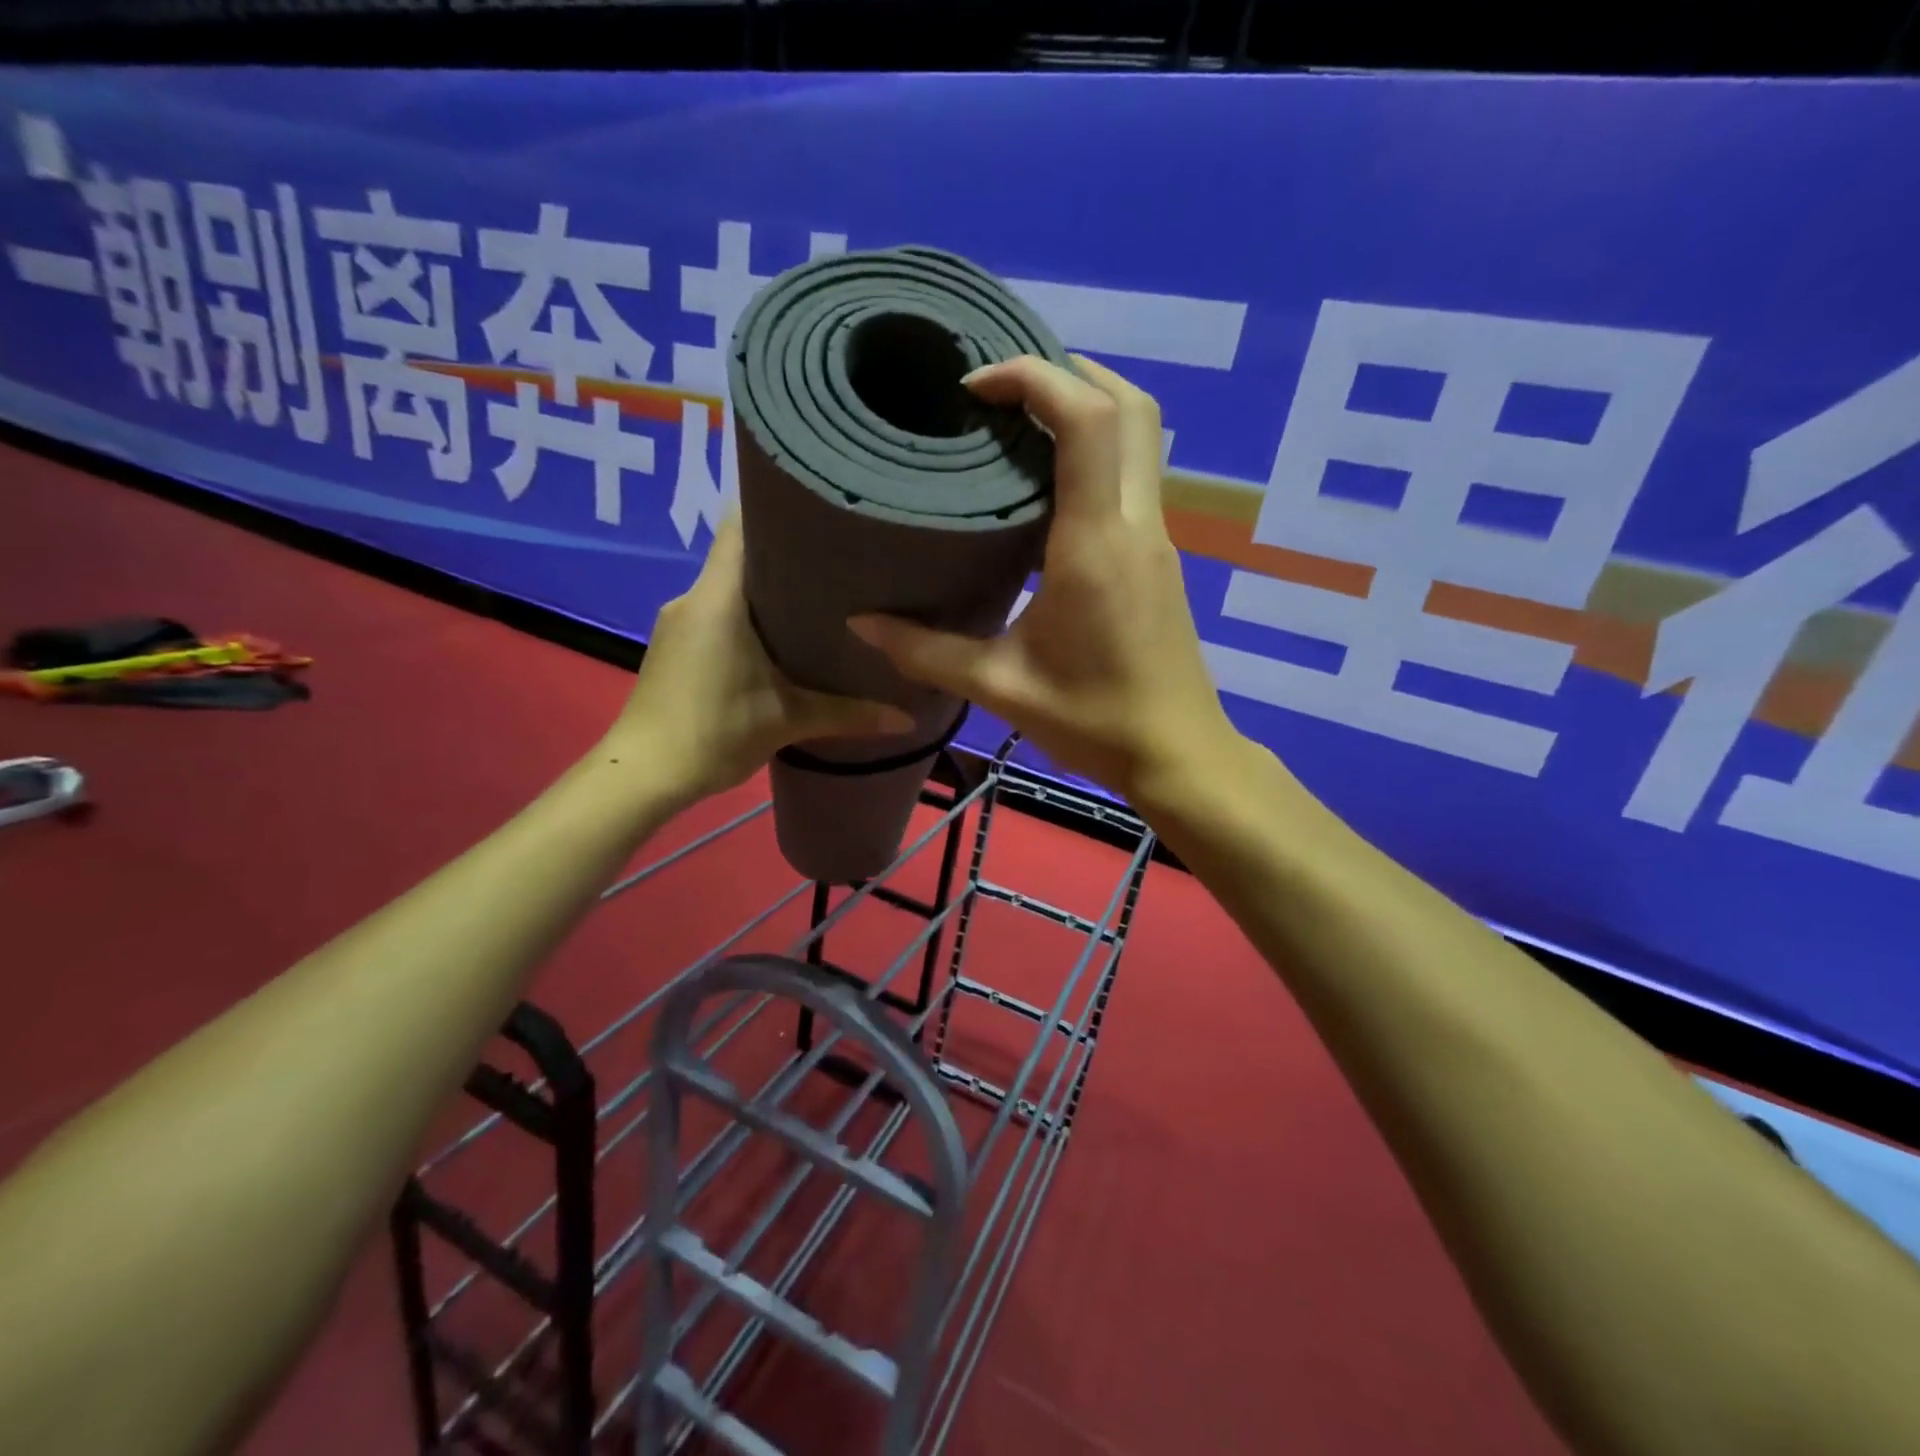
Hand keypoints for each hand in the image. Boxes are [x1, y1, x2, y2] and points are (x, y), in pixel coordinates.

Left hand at [607, 515, 912, 806]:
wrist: (644, 773)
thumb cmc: (714, 733)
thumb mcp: (788, 721)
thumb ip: (849, 714)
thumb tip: (909, 719)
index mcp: (718, 598)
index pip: (741, 524)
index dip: (778, 507)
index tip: (822, 510)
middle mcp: (694, 596)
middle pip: (741, 552)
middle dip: (788, 551)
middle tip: (840, 558)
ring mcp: (680, 619)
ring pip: (730, 583)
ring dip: (768, 585)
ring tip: (821, 594)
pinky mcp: (677, 643)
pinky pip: (718, 608)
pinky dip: (749, 611)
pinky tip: (783, 633)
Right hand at [849, 354, 1240, 803]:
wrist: (1176, 754)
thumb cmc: (1093, 720)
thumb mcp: (999, 687)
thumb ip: (926, 651)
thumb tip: (861, 624)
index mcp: (1095, 544)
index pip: (1087, 420)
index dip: (1033, 379)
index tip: (974, 387)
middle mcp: (1135, 525)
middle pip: (1131, 407)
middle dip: (1070, 374)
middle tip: (1003, 387)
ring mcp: (1157, 539)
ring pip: (1141, 437)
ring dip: (1089, 408)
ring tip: (1020, 422)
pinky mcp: (1160, 558)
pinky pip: (1134, 476)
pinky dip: (1097, 451)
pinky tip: (1048, 485)